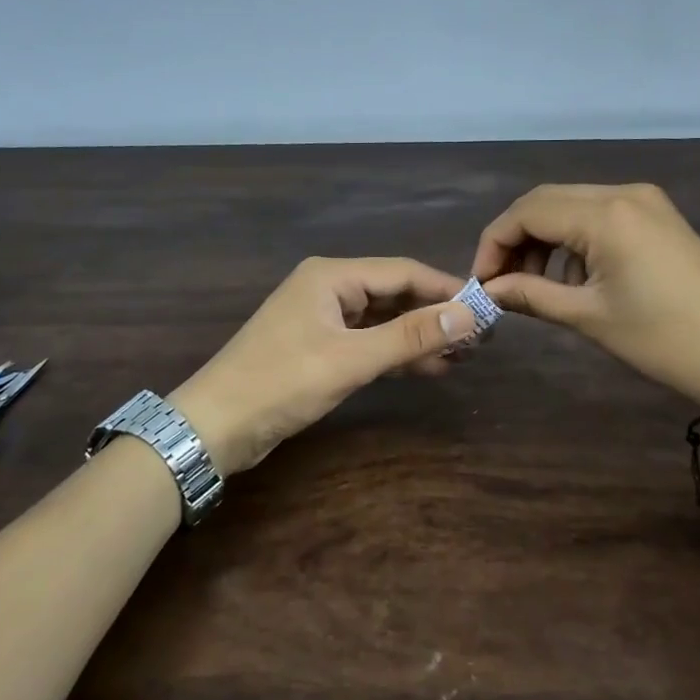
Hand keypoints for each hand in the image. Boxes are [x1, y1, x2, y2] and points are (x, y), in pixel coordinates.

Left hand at [170, 257, 476, 474]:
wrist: (214, 427)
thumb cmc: (281, 383)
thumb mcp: (351, 359)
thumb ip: (410, 336)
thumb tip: (469, 315)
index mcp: (332, 276)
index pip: (402, 272)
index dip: (445, 289)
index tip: (486, 307)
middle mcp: (329, 289)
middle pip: (394, 294)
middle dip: (435, 314)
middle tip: (480, 336)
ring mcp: (323, 319)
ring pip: (383, 320)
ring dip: (419, 336)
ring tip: (464, 354)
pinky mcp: (319, 349)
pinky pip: (368, 342)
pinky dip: (396, 354)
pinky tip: (429, 367)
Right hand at [472, 183, 699, 407]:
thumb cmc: (660, 338)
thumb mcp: (588, 317)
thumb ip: (531, 295)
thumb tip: (490, 290)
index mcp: (605, 215)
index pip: (527, 212)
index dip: (494, 243)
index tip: (482, 282)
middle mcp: (623, 193)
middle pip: (547, 201)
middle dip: (516, 238)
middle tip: (502, 281)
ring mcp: (646, 201)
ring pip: (572, 205)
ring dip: (544, 238)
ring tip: (535, 283)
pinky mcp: (659, 216)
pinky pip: (600, 214)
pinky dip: (574, 238)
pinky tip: (574, 275)